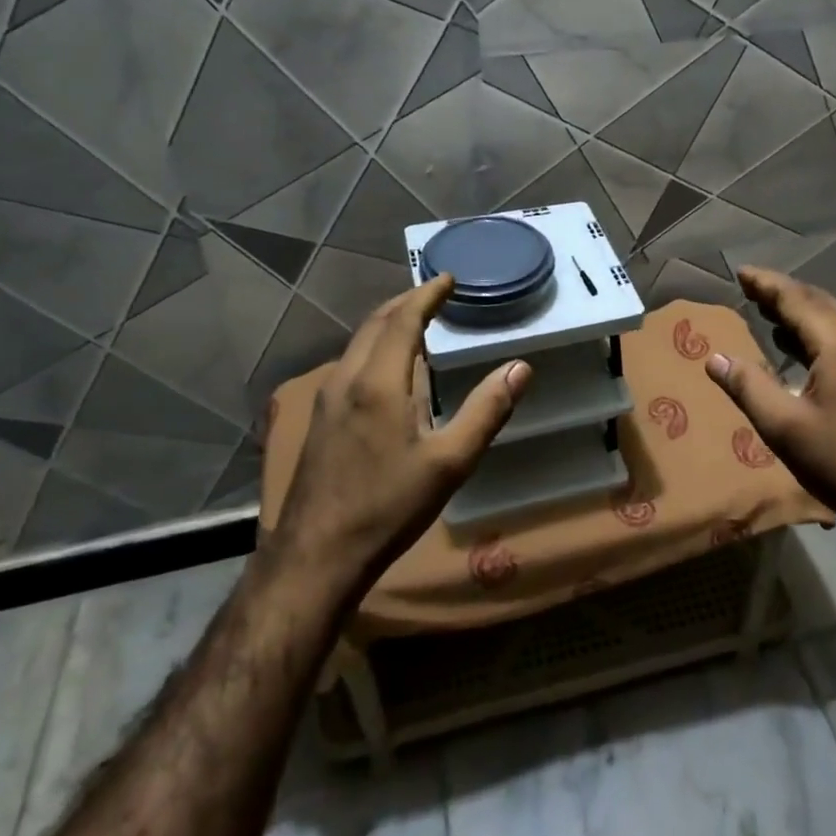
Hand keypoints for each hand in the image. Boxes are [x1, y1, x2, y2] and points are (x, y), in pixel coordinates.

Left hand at [265, 275, 528, 596]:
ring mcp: (327, 400)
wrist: (315, 557)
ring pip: (358, 343)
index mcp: (378, 382)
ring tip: (416, 322)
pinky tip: (389, 369)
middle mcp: (346, 379)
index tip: (447, 278)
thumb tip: (521, 368)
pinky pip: (350, 363)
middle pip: (374, 323)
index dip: (426, 295)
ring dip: (387, 323)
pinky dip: (374, 346)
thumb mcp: (449, 463)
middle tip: (435, 293)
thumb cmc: (388, 507)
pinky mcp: (319, 420)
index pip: (403, 320)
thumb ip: (486, 411)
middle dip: (405, 302)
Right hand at [705, 267, 835, 546]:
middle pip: (821, 303)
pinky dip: (822, 333)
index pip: (797, 299)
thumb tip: (715, 358)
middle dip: (784, 293)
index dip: (766, 284)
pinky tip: (806, 349)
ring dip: (804, 313)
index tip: (740, 271)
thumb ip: (748, 387)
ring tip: (770, 314)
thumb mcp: (785, 428)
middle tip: (751, 288)